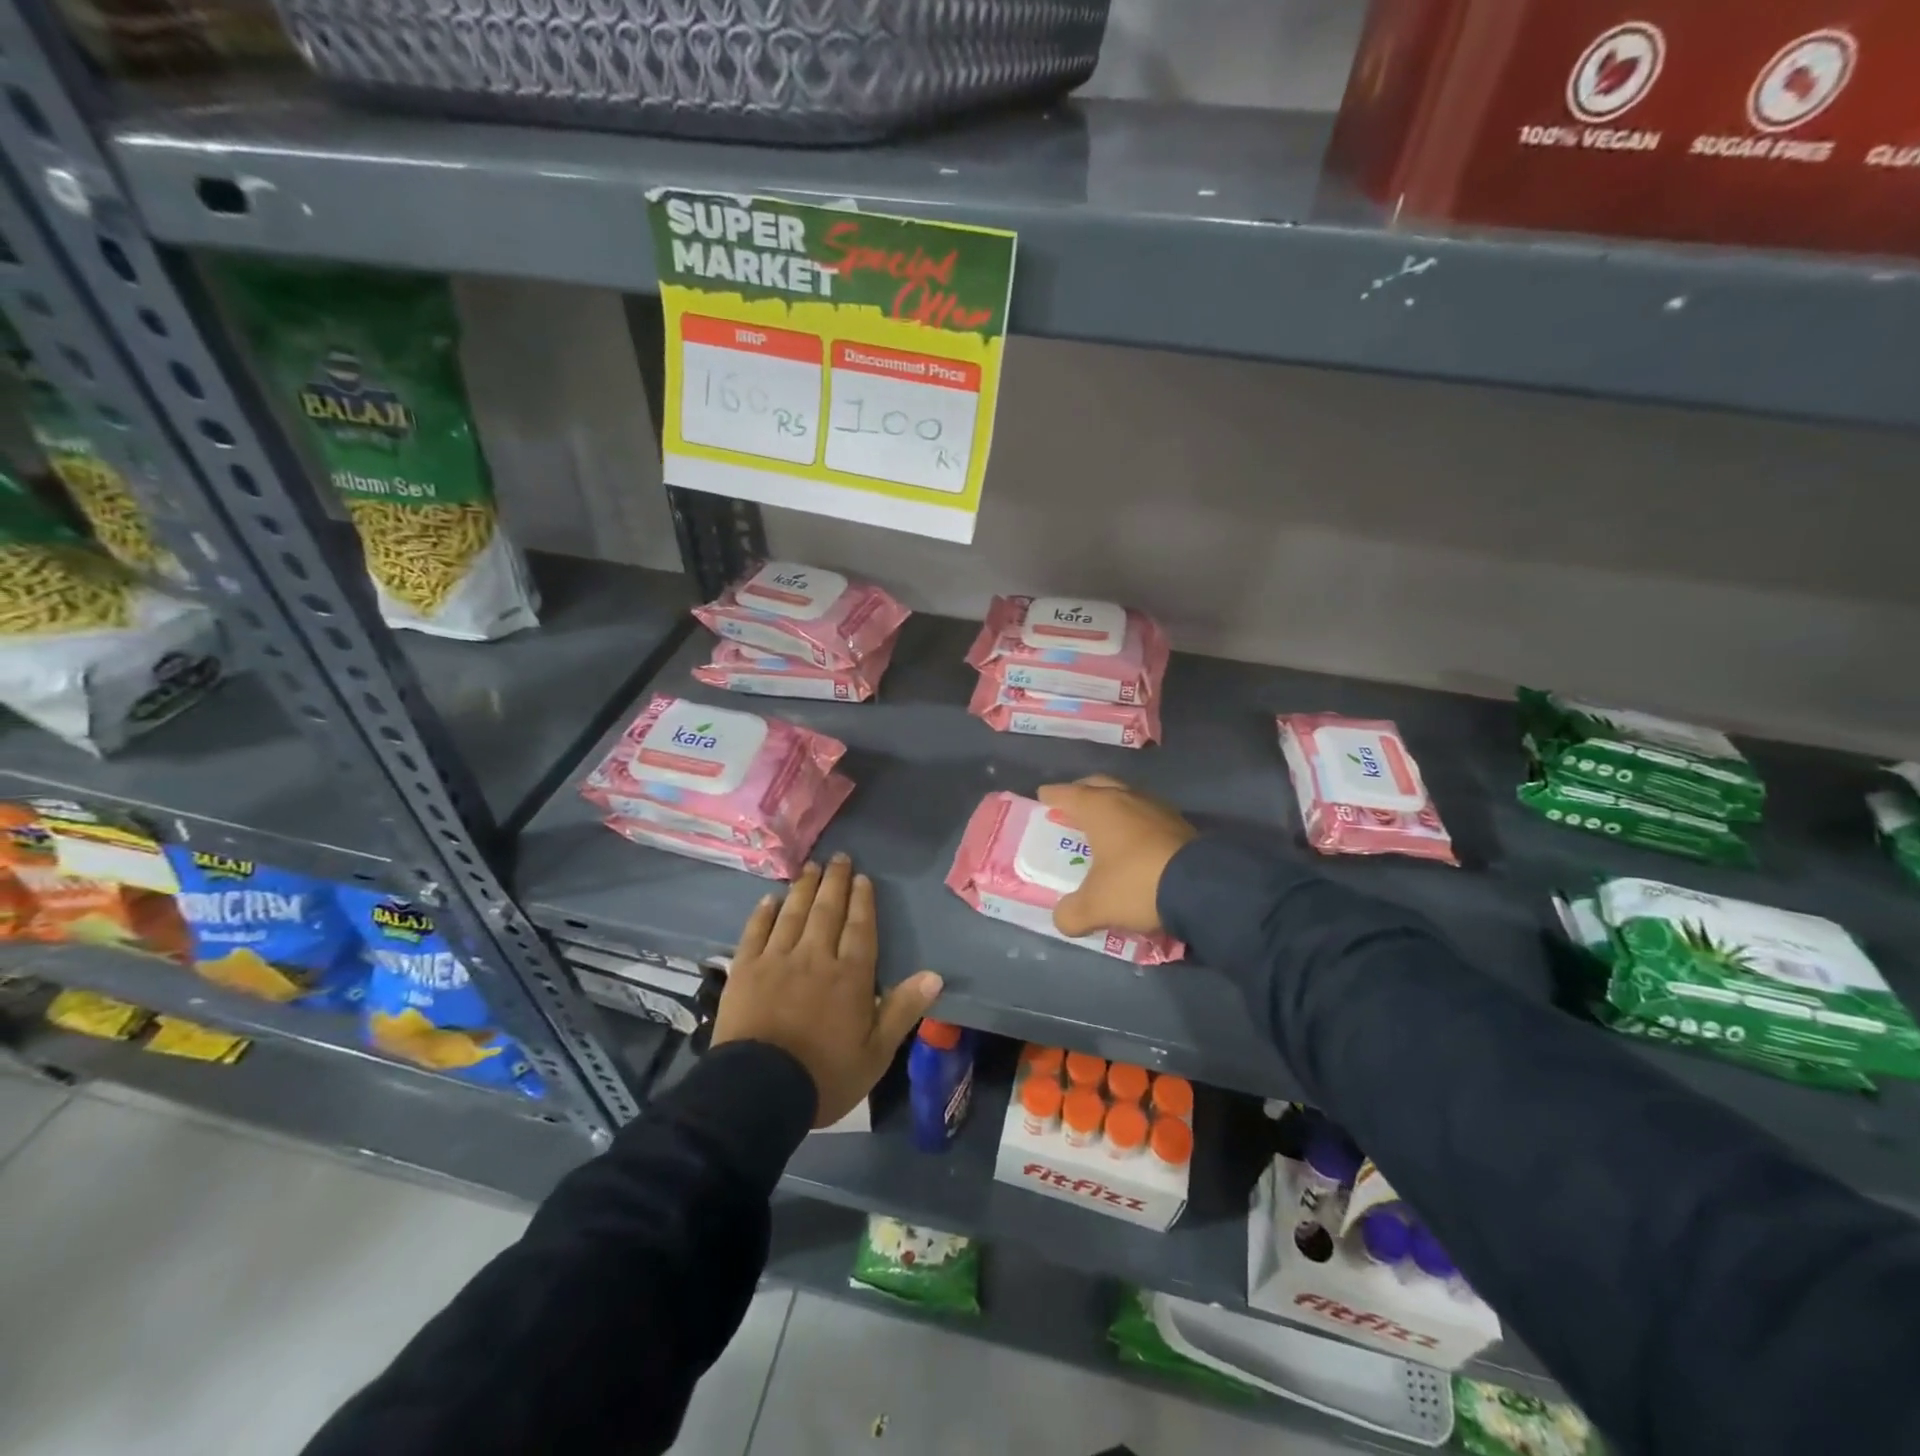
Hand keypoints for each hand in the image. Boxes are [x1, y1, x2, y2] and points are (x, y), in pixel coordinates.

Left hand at [712, 854, 943, 1127]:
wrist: (758, 1091)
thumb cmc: (824, 1075)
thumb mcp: (876, 1052)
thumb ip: (903, 1010)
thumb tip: (935, 975)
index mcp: (849, 976)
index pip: (859, 928)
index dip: (862, 901)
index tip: (862, 878)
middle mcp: (815, 957)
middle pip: (827, 911)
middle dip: (835, 883)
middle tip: (838, 858)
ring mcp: (777, 960)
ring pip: (793, 914)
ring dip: (804, 889)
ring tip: (810, 868)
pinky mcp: (745, 970)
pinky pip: (756, 932)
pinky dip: (764, 913)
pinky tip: (770, 899)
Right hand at [1037, 775, 1197, 938]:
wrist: (1203, 887)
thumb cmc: (1136, 884)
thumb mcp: (1095, 906)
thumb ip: (1071, 914)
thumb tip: (1062, 919)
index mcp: (1099, 808)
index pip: (1068, 794)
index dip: (1052, 796)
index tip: (1042, 796)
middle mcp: (1127, 799)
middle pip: (1099, 785)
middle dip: (1083, 792)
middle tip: (1071, 805)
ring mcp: (1157, 808)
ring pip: (1127, 797)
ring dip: (1113, 806)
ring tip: (1104, 823)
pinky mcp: (1181, 824)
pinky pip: (1148, 815)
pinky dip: (1135, 822)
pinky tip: (1135, 841)